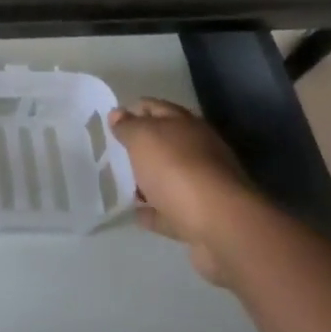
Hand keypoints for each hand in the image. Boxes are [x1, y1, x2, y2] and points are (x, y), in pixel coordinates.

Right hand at [109, 98, 255, 283]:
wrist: (220, 224)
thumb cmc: (176, 169)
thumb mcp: (143, 137)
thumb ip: (128, 126)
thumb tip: (118, 114)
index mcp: (186, 124)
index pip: (155, 107)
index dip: (133, 110)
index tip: (110, 122)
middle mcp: (198, 150)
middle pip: (165, 143)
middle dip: (141, 147)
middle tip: (114, 153)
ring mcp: (202, 185)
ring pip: (169, 177)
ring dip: (148, 180)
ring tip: (122, 185)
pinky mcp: (201, 217)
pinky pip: (171, 210)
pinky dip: (155, 211)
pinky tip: (137, 213)